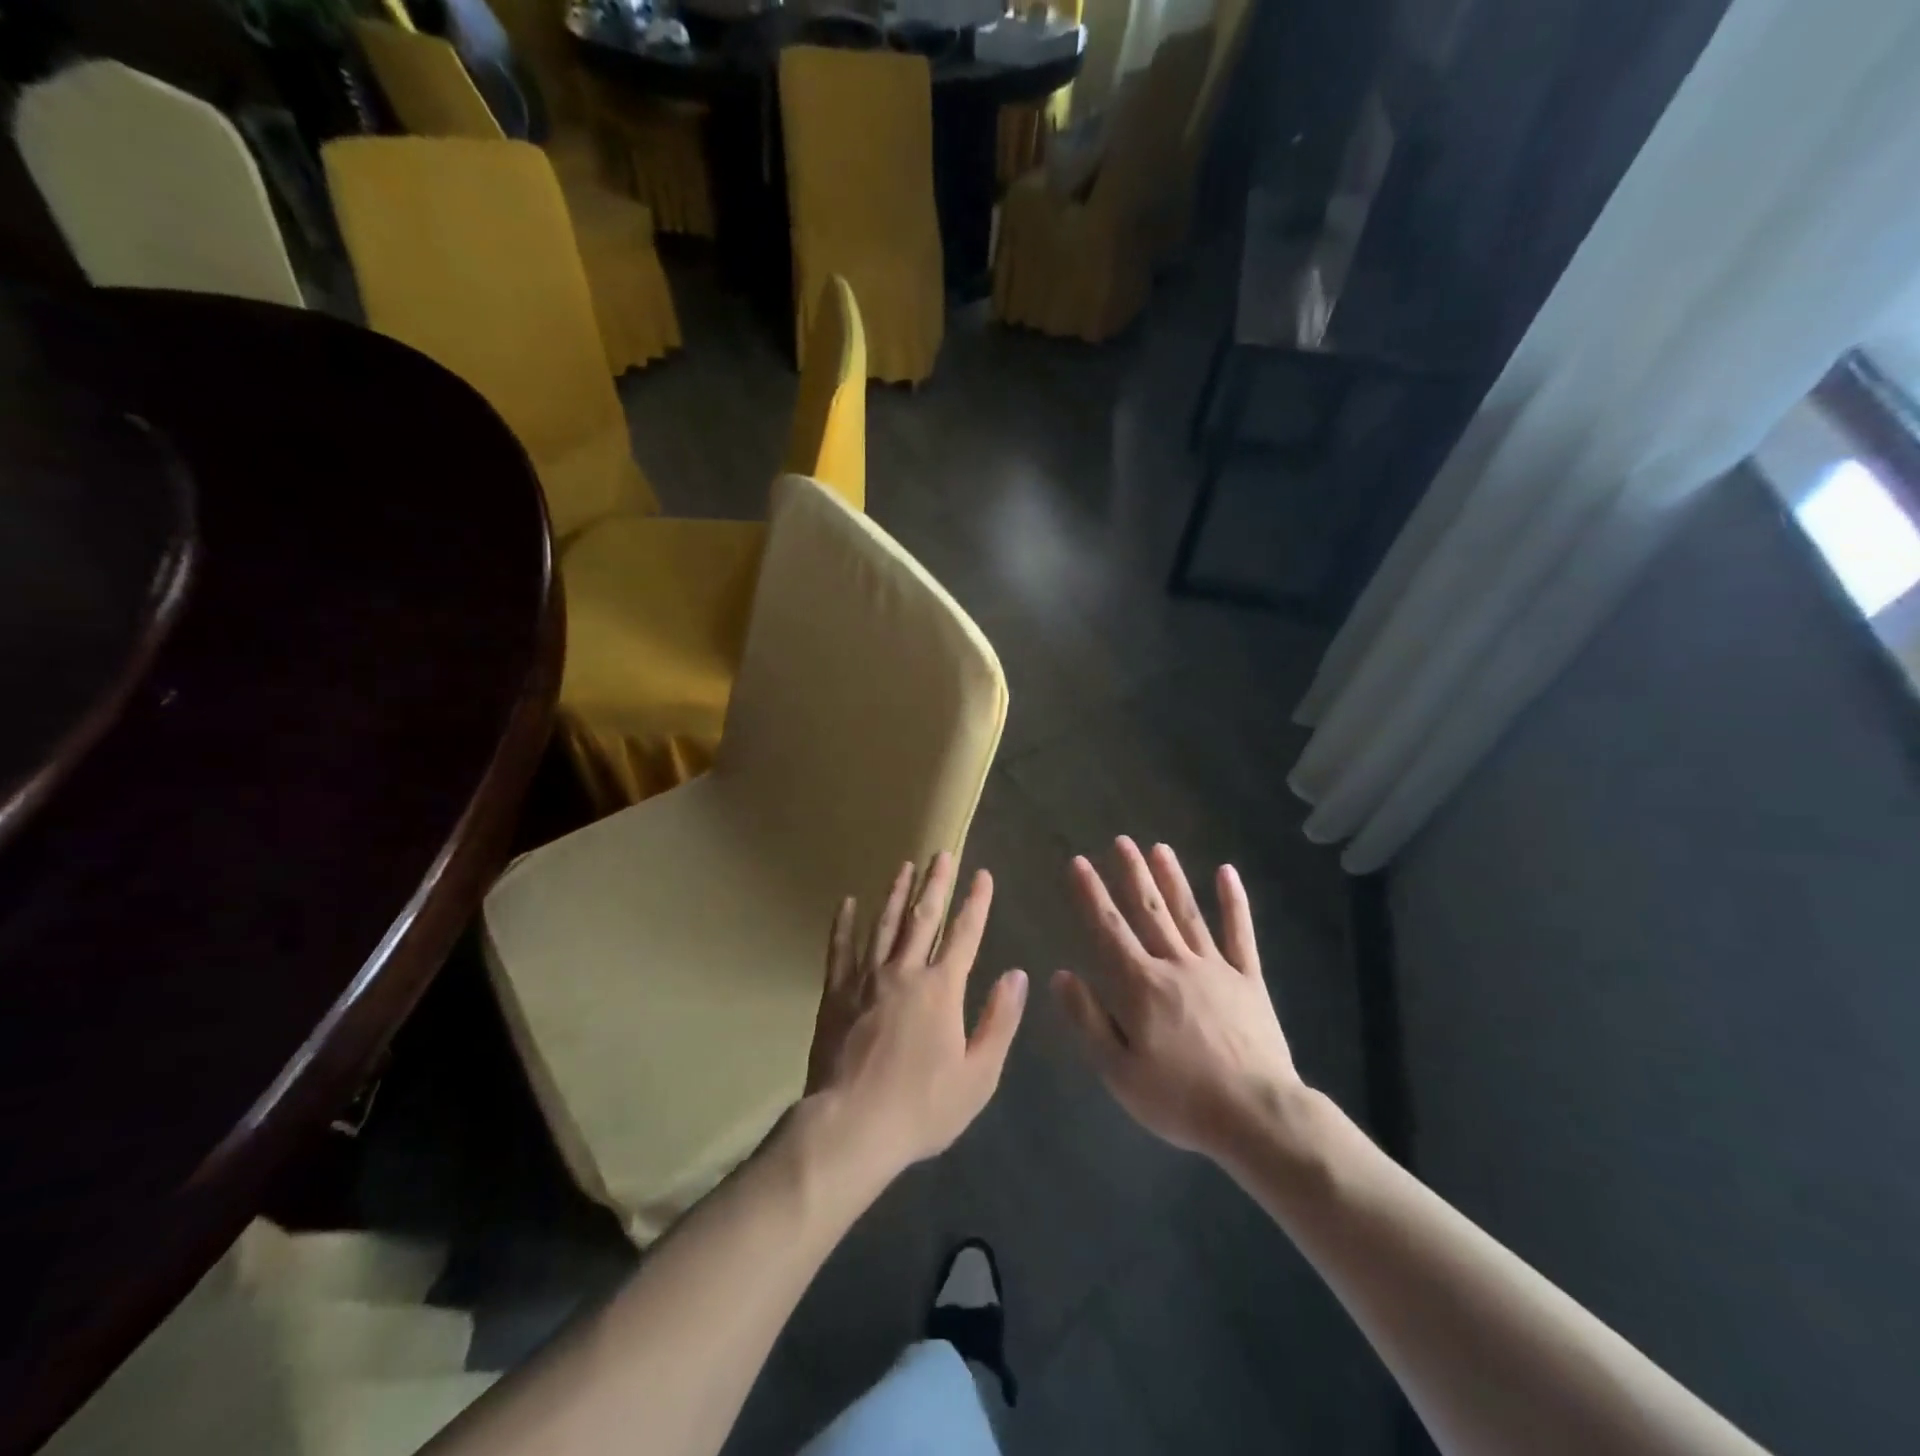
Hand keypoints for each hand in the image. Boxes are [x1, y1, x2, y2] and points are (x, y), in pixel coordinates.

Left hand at [804, 852, 1027, 1181]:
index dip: (976, 903)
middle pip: (923, 917)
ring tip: (904, 866)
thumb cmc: (921, 1107)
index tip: (982, 874)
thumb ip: (998, 1020)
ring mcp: (866, 979)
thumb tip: (1016, 974)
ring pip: (884, 924)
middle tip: (942, 853)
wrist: (850, 1126)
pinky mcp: (835, 993)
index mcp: (941, 989)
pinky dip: (843, 923)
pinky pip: (839, 949)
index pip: (964, 934)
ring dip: (896, 893)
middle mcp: (904, 972)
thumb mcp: (978, 1075)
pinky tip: (846, 902)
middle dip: (936, 883)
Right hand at [1052, 838, 1300, 1162]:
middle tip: (1120, 840)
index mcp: (1141, 985)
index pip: (1108, 930)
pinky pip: (1240, 934)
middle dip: (1132, 874)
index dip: (1090, 895)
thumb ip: (1088, 1020)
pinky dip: (1234, 903)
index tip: (1078, 863)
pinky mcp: (1249, 981)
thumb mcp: (1118, 1072)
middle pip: (1149, 911)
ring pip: (1188, 914)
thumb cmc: (1180, 1099)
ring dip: (1172, 879)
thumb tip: (1060, 975)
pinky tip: (1227, 873)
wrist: (1257, 1116)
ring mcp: (1216, 968)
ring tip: (1159, 847)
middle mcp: (1176, 965)